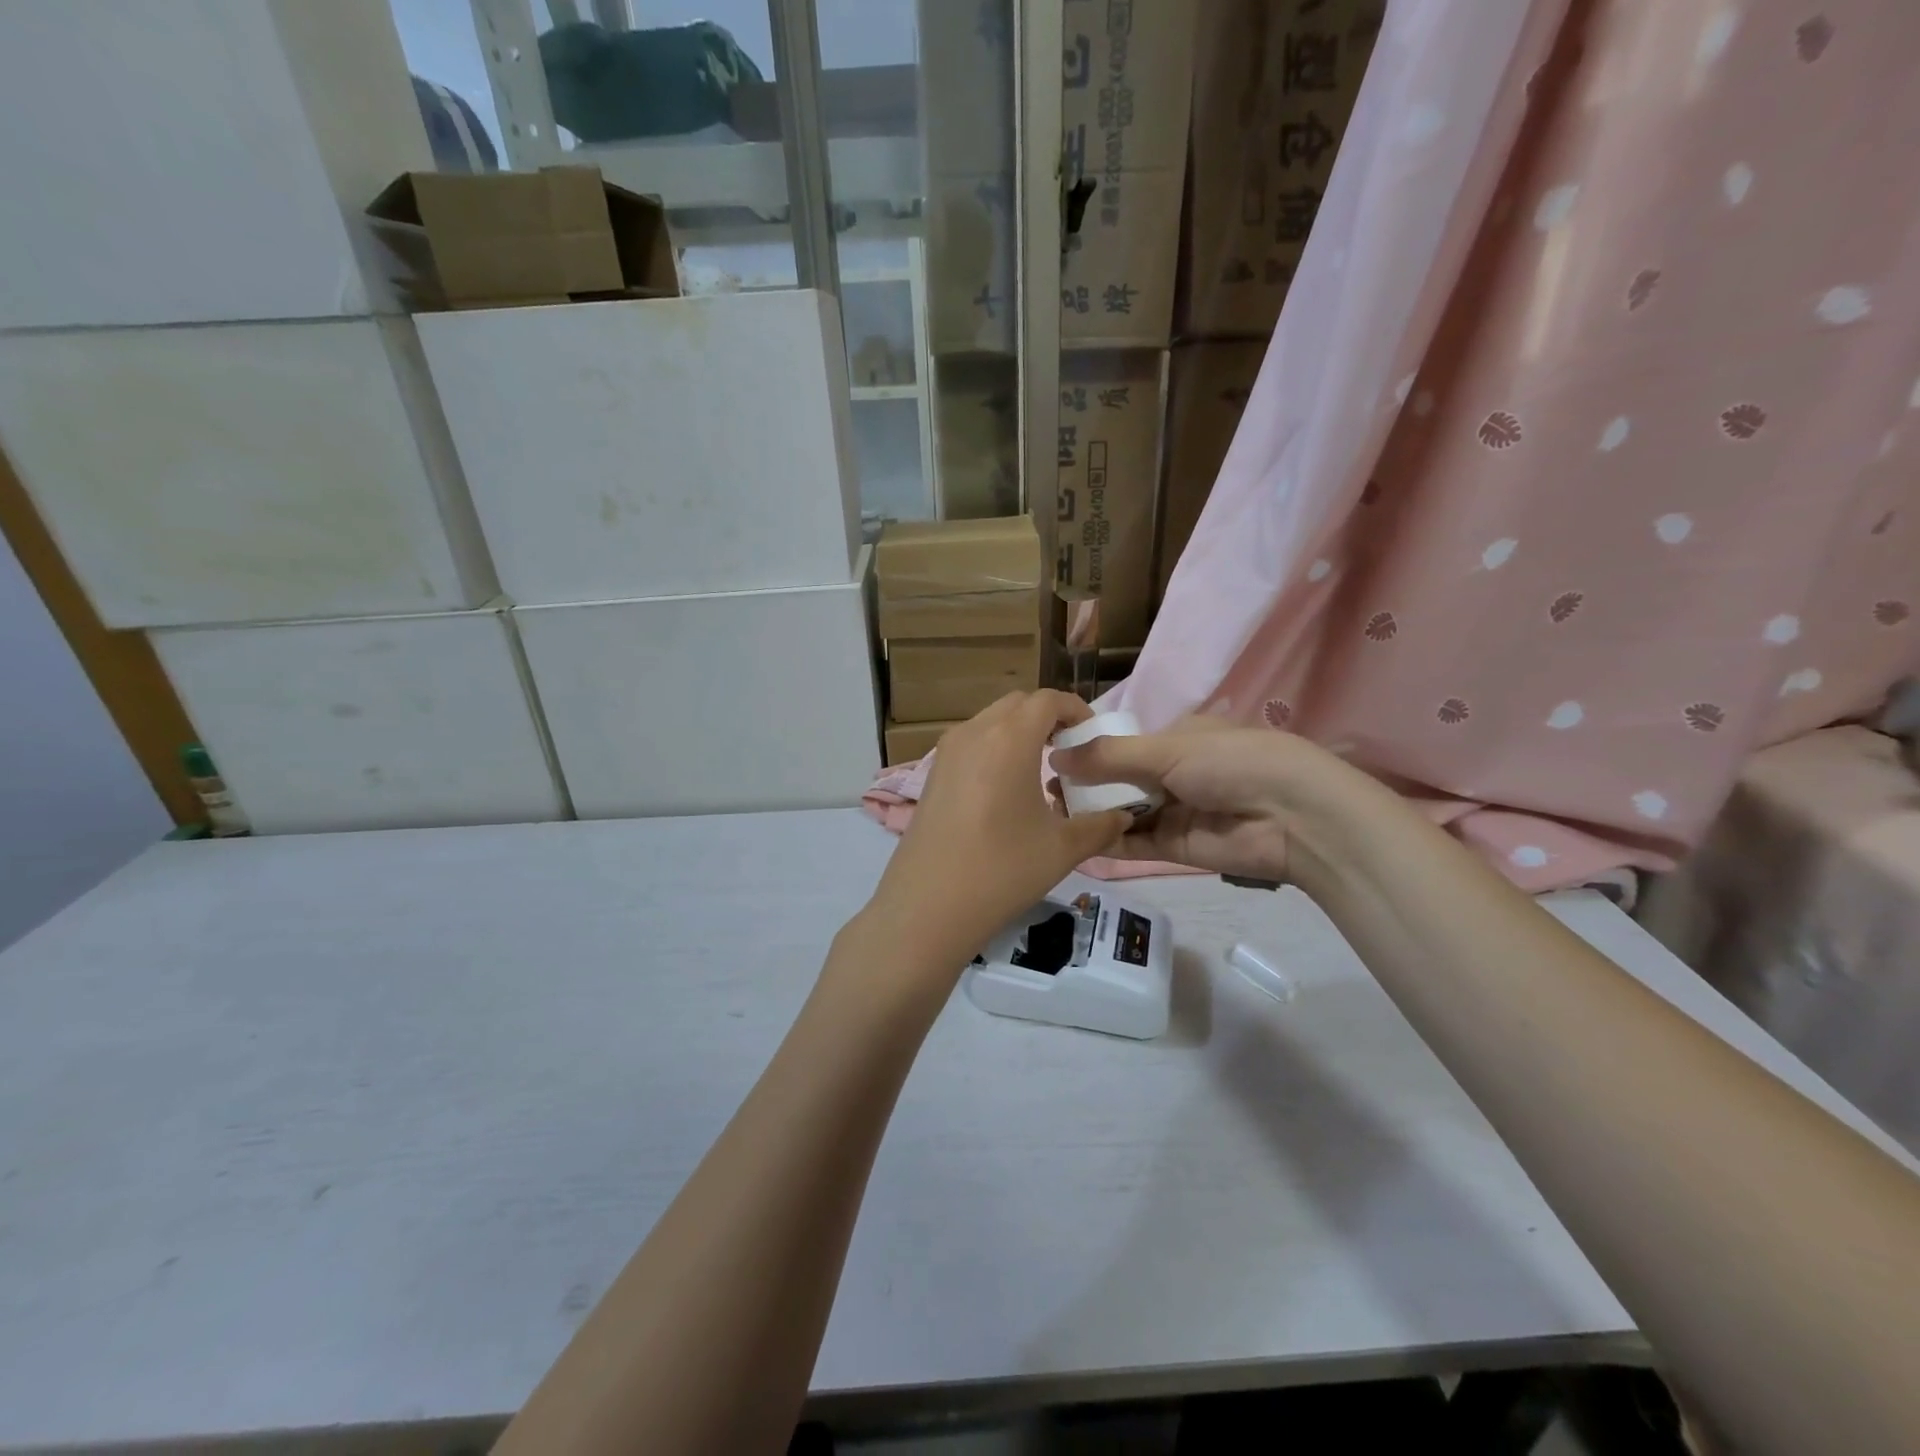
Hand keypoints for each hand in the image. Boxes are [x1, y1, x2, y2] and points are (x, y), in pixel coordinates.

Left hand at [863, 691, 1132, 965]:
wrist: (927, 907)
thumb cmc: (1001, 870)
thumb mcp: (1062, 849)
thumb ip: (1100, 826)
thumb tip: (1123, 817)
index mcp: (1009, 738)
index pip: (1047, 700)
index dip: (1075, 709)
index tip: (1092, 734)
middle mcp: (974, 733)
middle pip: (1017, 704)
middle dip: (1047, 718)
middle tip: (1069, 750)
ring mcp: (947, 752)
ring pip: (990, 722)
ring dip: (1018, 733)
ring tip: (1040, 770)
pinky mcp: (932, 775)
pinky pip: (970, 744)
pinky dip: (993, 749)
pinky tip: (1005, 791)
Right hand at [1049, 718, 1366, 885]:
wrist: (1292, 817)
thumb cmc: (1230, 762)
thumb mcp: (1167, 749)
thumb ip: (1109, 757)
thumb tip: (1054, 756)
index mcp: (1177, 738)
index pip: (1124, 743)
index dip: (1089, 751)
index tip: (1051, 757)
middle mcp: (1174, 773)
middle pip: (1119, 779)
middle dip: (1084, 784)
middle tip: (1044, 791)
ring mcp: (1175, 811)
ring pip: (1123, 811)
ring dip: (1091, 813)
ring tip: (1050, 813)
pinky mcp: (1176, 848)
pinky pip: (1134, 842)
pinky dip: (1107, 841)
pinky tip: (1074, 838)